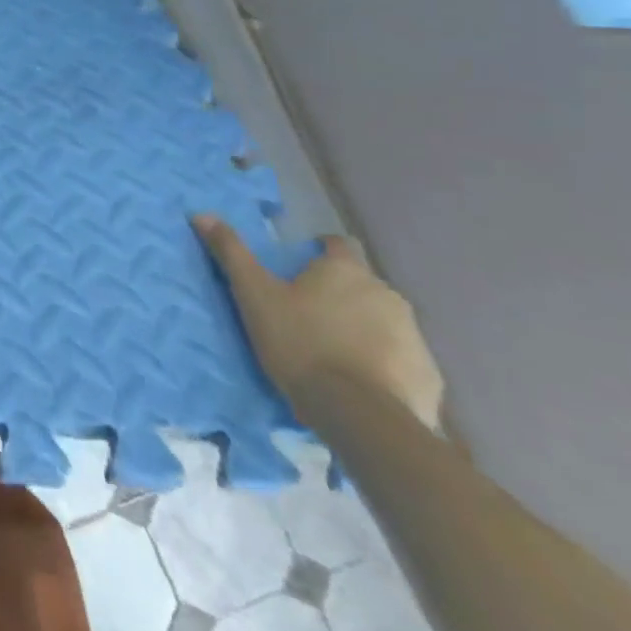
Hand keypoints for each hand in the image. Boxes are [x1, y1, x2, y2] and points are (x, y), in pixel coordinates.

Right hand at [194, 215, 443, 431]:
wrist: (361, 416)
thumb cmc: (301, 343)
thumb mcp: (253, 295)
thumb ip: (231, 252)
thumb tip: (201, 213)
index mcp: (345, 270)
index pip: (338, 244)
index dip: (321, 252)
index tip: (303, 269)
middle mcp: (386, 293)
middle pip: (361, 285)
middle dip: (341, 295)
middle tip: (310, 317)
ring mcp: (414, 336)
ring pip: (383, 322)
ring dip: (364, 329)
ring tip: (334, 354)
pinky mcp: (429, 376)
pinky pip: (402, 361)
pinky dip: (384, 365)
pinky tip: (362, 384)